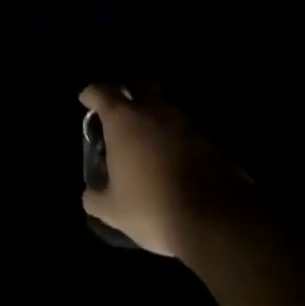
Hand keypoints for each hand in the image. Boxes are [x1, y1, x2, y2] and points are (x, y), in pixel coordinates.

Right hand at [79, 84, 254, 262]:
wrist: (218, 220)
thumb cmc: (154, 207)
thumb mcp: (114, 211)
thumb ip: (95, 198)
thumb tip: (90, 195)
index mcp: (123, 119)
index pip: (101, 92)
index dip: (91, 94)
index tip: (86, 100)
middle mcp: (154, 110)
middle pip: (138, 85)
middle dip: (128, 90)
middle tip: (121, 106)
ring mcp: (188, 121)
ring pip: (167, 105)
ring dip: (157, 113)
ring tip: (151, 133)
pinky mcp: (214, 139)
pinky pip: (191, 128)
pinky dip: (181, 135)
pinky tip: (178, 154)